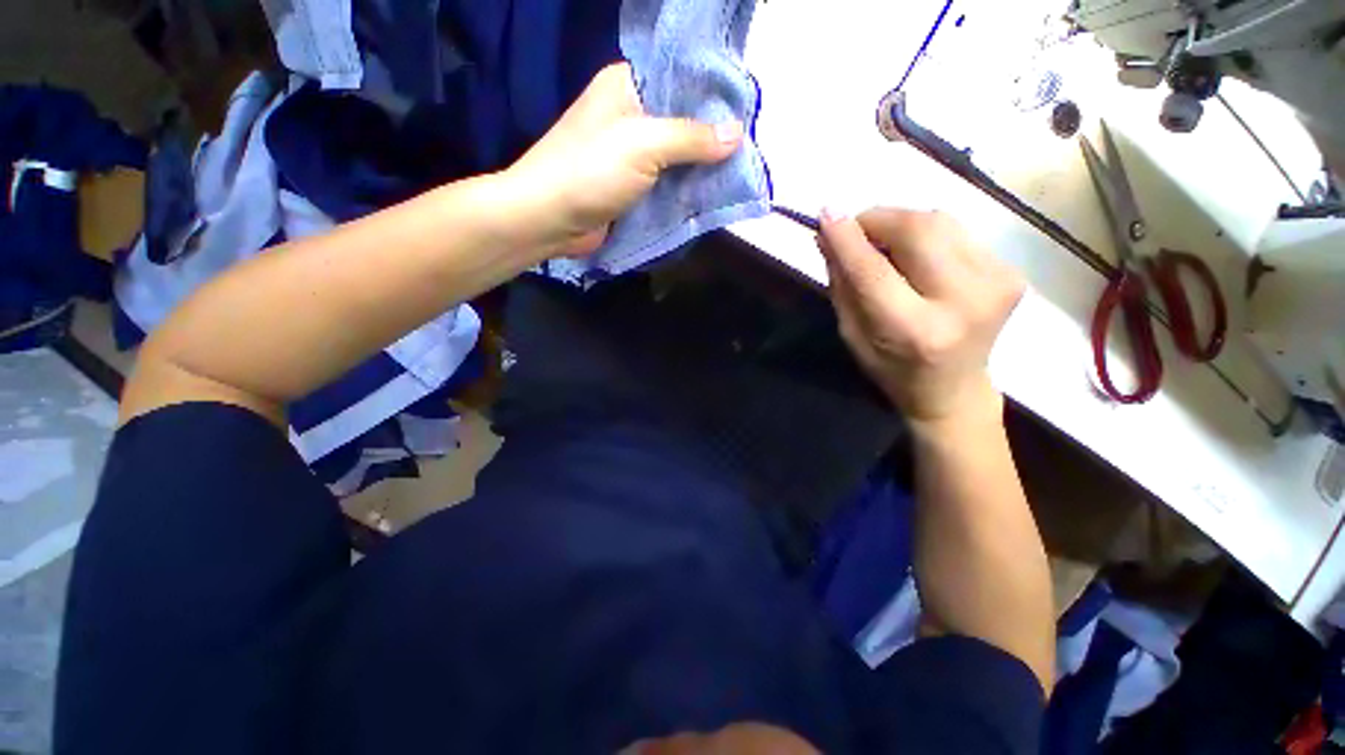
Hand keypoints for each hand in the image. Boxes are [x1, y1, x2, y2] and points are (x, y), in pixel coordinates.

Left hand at [501, 63, 743, 258]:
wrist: (549, 219)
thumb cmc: (591, 170)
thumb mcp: (644, 144)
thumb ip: (691, 138)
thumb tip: (737, 134)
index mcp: (627, 85)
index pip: (680, 77)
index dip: (713, 93)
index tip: (747, 111)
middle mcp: (630, 115)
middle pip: (681, 121)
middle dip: (712, 137)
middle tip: (748, 150)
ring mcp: (629, 155)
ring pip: (675, 156)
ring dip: (700, 168)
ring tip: (738, 174)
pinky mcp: (630, 187)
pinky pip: (665, 184)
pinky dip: (685, 190)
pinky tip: (711, 195)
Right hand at [819, 208, 1024, 424]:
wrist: (953, 390)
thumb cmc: (891, 369)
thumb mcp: (852, 334)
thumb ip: (842, 284)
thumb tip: (828, 237)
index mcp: (914, 330)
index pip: (874, 271)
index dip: (847, 238)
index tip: (825, 213)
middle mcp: (962, 302)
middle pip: (918, 230)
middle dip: (878, 220)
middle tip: (856, 230)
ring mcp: (996, 283)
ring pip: (940, 221)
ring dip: (901, 224)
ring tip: (885, 246)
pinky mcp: (1011, 271)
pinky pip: (957, 232)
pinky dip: (927, 236)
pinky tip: (918, 258)